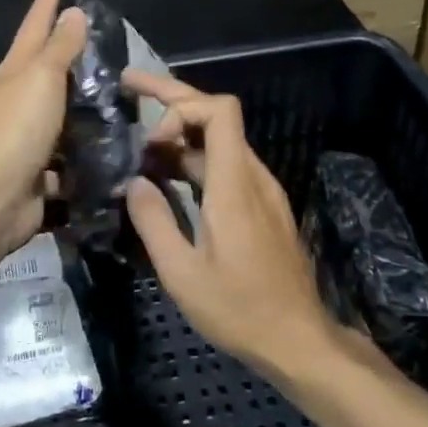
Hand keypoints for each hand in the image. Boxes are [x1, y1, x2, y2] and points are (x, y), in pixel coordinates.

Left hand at [0, 0, 88, 258]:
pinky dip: (87, 148)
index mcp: (16, 71)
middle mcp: (19, 99)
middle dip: (68, 47)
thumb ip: (60, 48)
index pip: (36, 24)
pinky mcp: (41, 170)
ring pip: (61, 110)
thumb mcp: (41, 79)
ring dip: (84, 101)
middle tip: (100, 32)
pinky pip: (70, 153)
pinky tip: (112, 146)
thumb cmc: (16, 130)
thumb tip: (72, 11)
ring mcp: (28, 136)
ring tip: (118, 91)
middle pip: (46, 65)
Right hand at [122, 70, 338, 376]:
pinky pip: (226, 166)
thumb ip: (154, 221)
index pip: (219, 111)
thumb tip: (133, 182)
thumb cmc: (240, 309)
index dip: (181, 107)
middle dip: (172, 97)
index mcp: (234, 184)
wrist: (299, 340)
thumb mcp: (182, 274)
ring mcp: (261, 190)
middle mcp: (252, 176)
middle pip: (217, 115)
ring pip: (220, 142)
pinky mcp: (262, 207)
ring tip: (140, 144)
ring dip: (181, 134)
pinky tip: (168, 177)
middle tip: (128, 86)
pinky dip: (195, 158)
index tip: (150, 140)